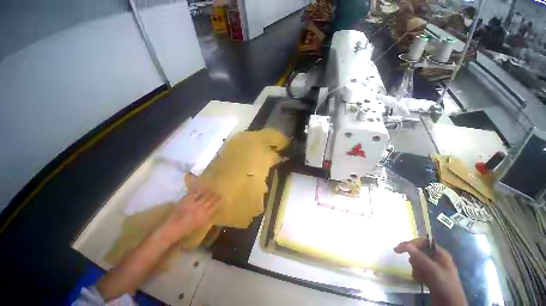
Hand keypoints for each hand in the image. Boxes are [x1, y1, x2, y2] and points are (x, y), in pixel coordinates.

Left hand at [158, 189, 219, 242]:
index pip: (215, 205)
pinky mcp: (185, 201)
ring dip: (208, 192)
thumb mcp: (200, 225)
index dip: (219, 200)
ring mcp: (193, 204)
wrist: (172, 230)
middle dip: (215, 195)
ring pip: (203, 195)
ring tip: (210, 189)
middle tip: (217, 192)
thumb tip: (213, 209)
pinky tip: (200, 189)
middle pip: (210, 199)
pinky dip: (198, 191)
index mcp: (205, 216)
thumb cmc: (187, 230)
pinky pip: (194, 193)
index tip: (222, 197)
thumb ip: (207, 216)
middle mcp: (200, 209)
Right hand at [394, 238, 466, 305]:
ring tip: (420, 276)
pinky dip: (417, 274)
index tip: (400, 249)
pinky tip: (420, 281)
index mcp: (441, 254)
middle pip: (419, 251)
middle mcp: (437, 259)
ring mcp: (433, 268)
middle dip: (414, 259)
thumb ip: (420, 257)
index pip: (423, 242)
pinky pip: (419, 270)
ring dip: (416, 268)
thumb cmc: (444, 284)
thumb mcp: (433, 270)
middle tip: (413, 265)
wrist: (450, 304)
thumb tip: (406, 245)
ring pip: (418, 262)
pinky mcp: (430, 276)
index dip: (412, 243)